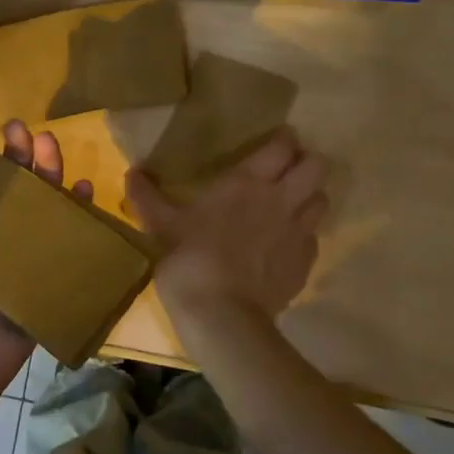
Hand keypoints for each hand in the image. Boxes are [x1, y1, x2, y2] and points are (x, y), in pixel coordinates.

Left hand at [0, 119, 94, 418]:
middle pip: (6, 189)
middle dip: (15, 155)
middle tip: (22, 129)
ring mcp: (14, 262)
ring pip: (36, 209)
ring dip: (46, 175)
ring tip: (50, 146)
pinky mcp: (40, 284)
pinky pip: (62, 246)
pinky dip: (76, 217)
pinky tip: (84, 191)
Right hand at [125, 128, 326, 319]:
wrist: (222, 314)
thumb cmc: (189, 258)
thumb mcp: (161, 224)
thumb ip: (147, 196)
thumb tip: (131, 172)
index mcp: (247, 182)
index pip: (283, 146)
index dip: (284, 139)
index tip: (276, 140)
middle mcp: (281, 199)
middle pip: (317, 166)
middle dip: (306, 163)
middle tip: (287, 170)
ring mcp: (298, 232)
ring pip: (322, 199)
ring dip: (310, 196)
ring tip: (291, 204)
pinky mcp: (306, 263)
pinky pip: (314, 237)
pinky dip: (304, 234)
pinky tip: (284, 244)